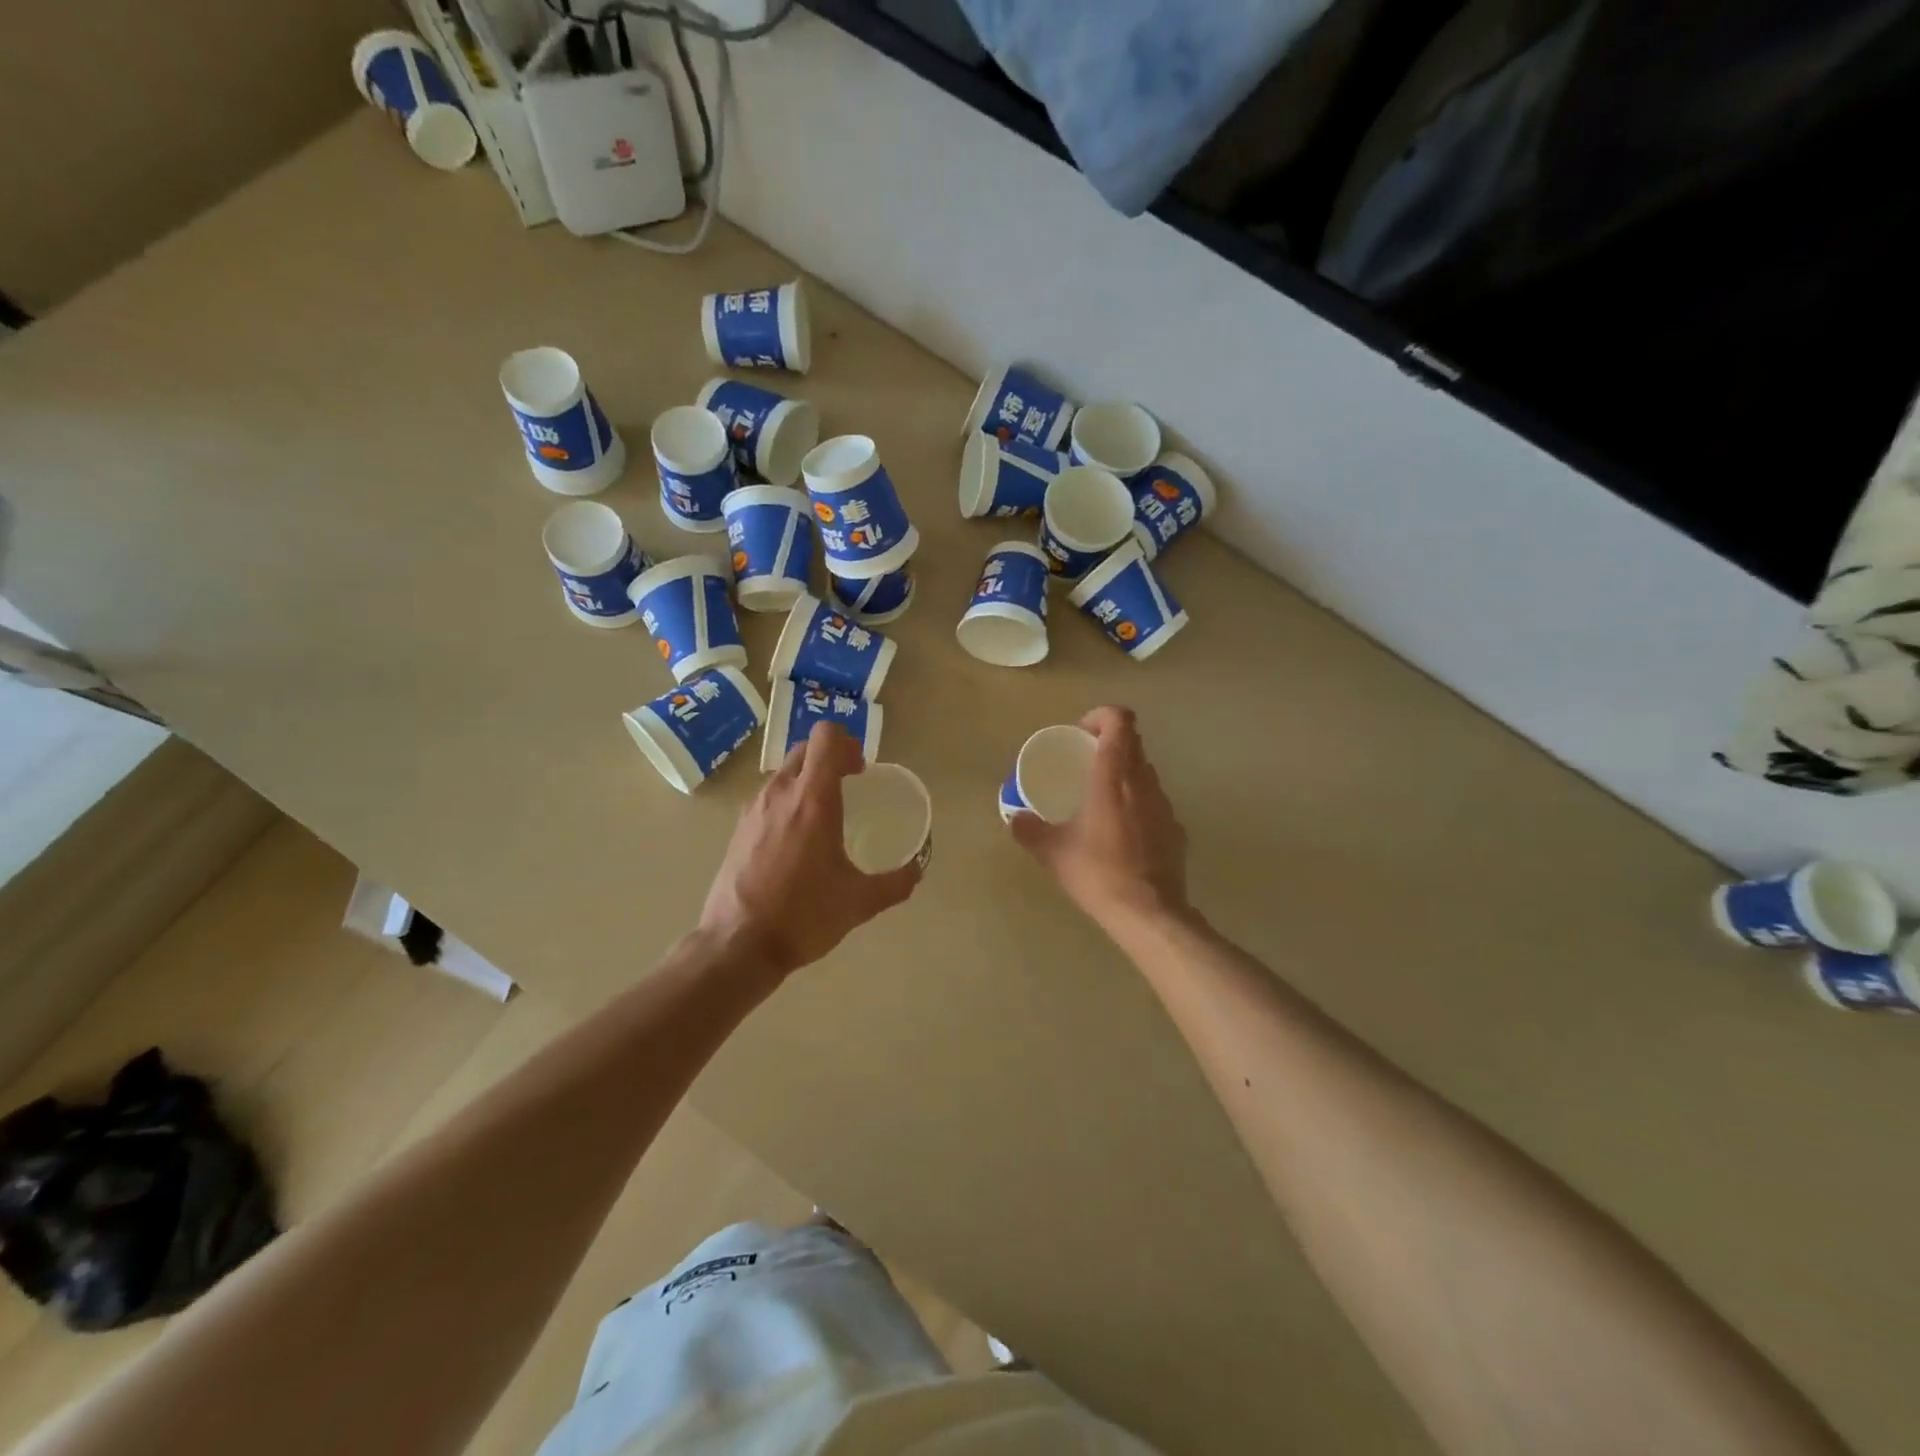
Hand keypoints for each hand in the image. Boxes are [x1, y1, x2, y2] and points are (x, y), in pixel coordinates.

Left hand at [700, 722, 921, 978]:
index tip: (860, 770)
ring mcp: (753, 809)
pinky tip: (796, 841)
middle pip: (805, 750)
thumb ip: (895, 883)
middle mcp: (780, 793)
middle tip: (850, 785)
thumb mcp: (860, 902)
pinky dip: (787, 803)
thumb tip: (916, 871)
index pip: (826, 737)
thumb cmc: (804, 915)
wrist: (738, 945)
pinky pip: (767, 798)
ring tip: (824, 815)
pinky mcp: (738, 828)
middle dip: (831, 758)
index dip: (848, 743)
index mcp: (812, 799)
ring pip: (784, 773)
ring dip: (807, 780)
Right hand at [1010, 706, 1189, 931]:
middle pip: (1134, 743)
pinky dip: (1137, 804)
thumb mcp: (1053, 852)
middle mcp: (1143, 783)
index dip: (1101, 716)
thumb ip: (1029, 830)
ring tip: (1101, 798)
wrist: (1149, 914)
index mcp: (1113, 777)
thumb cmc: (1098, 873)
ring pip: (1146, 772)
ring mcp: (1165, 806)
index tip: (1081, 733)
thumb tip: (1014, 818)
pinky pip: (1155, 803)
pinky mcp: (1176, 830)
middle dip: (1109, 743)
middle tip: (1084, 763)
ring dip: (1124, 773)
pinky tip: (1122, 833)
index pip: (1119, 722)